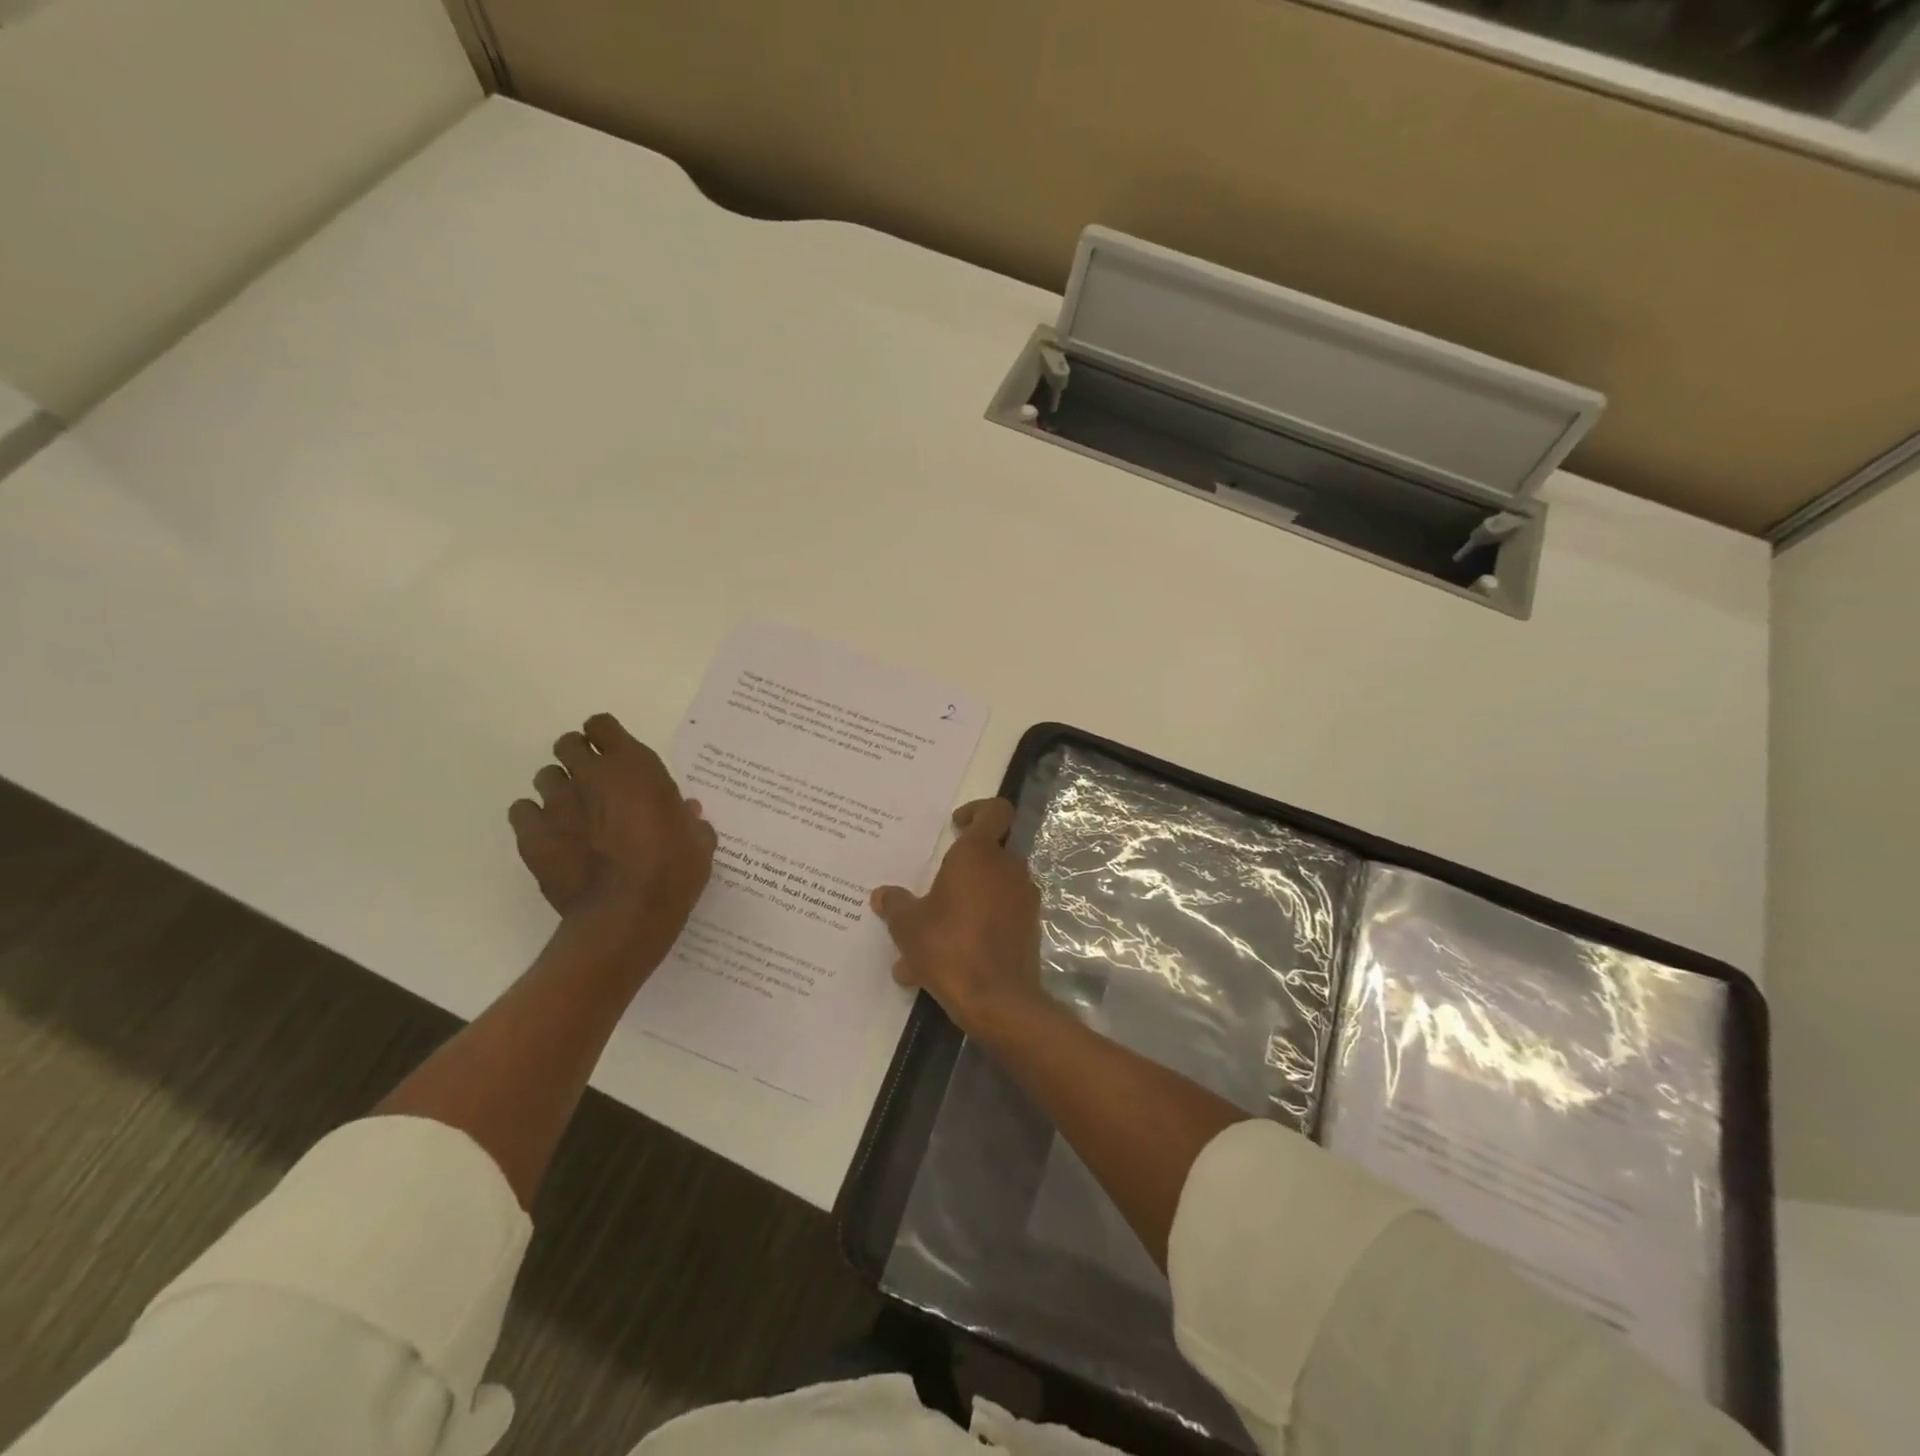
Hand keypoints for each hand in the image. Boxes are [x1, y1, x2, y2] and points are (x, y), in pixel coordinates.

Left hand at [508, 713, 717, 967]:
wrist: (628, 915)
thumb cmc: (673, 871)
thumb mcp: (699, 841)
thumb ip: (690, 819)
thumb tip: (686, 812)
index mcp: (634, 767)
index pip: (603, 726)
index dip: (607, 737)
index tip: (615, 754)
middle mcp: (591, 775)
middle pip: (568, 745)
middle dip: (579, 758)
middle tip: (594, 783)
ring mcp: (557, 805)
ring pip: (545, 777)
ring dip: (559, 789)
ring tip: (573, 813)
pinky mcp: (532, 836)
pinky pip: (522, 812)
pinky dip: (534, 819)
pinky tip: (551, 837)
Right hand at [870, 798, 1050, 1040]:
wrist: (997, 1000)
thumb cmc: (948, 947)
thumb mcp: (907, 926)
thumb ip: (895, 905)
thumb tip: (882, 895)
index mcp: (980, 854)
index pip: (994, 811)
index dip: (977, 810)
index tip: (955, 825)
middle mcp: (1008, 869)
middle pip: (990, 852)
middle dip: (962, 868)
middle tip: (933, 889)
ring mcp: (1024, 900)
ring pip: (992, 890)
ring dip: (964, 905)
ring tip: (927, 940)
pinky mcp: (1030, 929)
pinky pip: (999, 918)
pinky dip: (976, 930)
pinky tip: (943, 963)